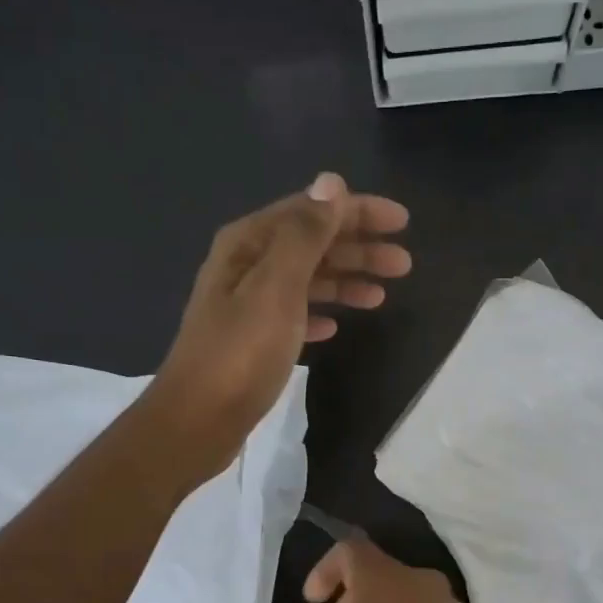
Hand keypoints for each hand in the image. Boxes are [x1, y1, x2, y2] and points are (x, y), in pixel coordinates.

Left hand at [147, 173, 408, 481]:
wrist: (199, 419)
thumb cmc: (242, 352)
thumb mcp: (277, 288)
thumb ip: (305, 235)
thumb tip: (332, 183)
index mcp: (249, 244)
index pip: (312, 211)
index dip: (358, 212)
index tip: (402, 221)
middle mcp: (246, 266)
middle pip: (312, 244)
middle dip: (358, 249)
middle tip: (403, 264)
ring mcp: (248, 304)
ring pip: (306, 280)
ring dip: (345, 282)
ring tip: (381, 297)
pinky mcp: (253, 340)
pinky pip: (295, 314)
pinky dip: (319, 313)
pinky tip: (337, 326)